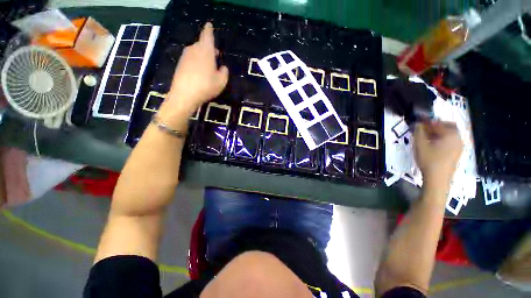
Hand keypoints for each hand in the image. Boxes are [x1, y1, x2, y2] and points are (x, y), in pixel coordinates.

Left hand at [159, 23, 228, 121]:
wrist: (184, 95)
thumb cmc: (206, 86)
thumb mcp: (221, 81)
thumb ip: (224, 72)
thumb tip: (223, 67)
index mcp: (205, 50)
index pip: (207, 35)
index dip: (209, 29)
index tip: (209, 25)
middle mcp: (194, 49)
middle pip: (202, 44)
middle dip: (209, 47)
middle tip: (216, 55)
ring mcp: (185, 56)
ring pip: (196, 51)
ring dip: (203, 55)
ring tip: (209, 65)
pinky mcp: (180, 64)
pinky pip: (191, 59)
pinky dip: (196, 61)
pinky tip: (200, 72)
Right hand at [414, 121, 462, 188]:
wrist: (438, 179)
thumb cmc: (429, 160)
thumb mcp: (420, 144)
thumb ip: (419, 132)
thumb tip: (417, 123)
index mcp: (451, 134)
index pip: (438, 123)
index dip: (427, 121)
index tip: (418, 122)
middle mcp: (458, 138)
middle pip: (448, 127)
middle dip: (436, 126)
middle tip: (424, 129)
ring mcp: (459, 147)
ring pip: (450, 135)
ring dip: (439, 133)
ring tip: (427, 138)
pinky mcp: (457, 154)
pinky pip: (451, 142)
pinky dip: (442, 140)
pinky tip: (433, 145)